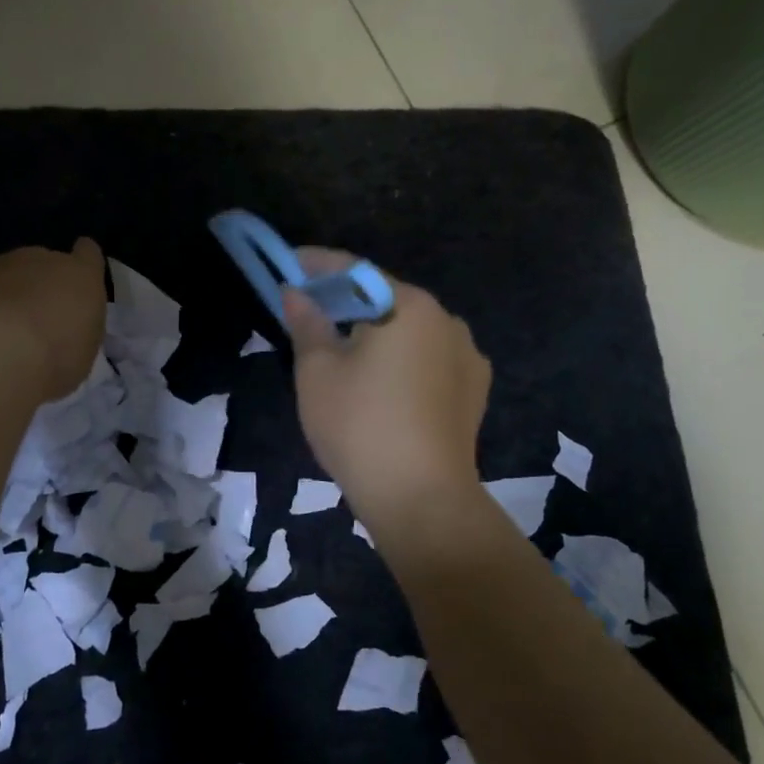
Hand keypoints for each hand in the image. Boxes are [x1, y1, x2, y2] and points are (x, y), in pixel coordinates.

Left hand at [0, 238, 106, 401]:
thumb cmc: (54, 358)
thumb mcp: (84, 351)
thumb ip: (77, 329)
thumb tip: (64, 329)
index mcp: (81, 276)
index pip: (89, 254)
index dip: (83, 264)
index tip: (77, 283)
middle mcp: (43, 259)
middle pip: (44, 263)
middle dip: (41, 285)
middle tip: (37, 323)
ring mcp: (0, 263)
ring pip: (7, 273)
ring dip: (7, 295)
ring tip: (0, 334)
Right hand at [283, 251, 489, 525]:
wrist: (422, 501)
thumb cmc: (360, 426)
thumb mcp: (317, 371)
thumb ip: (306, 323)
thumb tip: (295, 294)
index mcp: (412, 307)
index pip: (357, 272)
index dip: (318, 265)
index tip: (290, 262)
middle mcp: (448, 322)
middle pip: (386, 300)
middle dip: (347, 302)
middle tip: (309, 310)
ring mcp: (467, 359)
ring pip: (409, 333)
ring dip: (376, 333)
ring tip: (343, 352)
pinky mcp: (473, 394)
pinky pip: (428, 362)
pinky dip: (400, 361)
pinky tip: (381, 385)